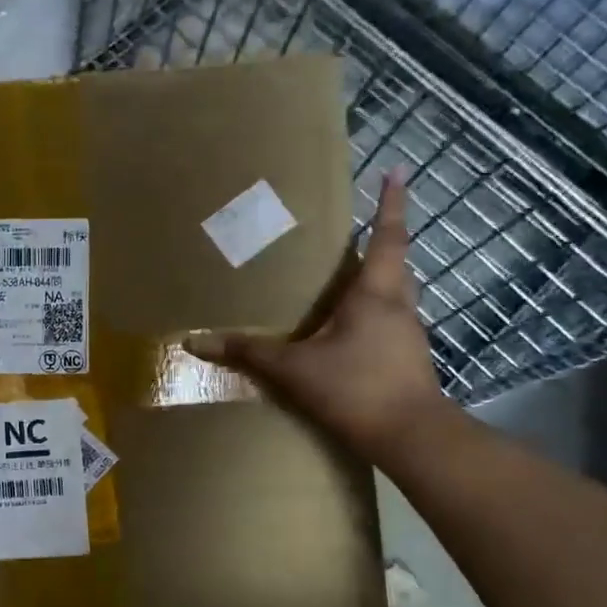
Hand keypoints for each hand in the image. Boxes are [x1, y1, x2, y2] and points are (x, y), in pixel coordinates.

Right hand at [187, 168, 450, 460]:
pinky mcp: (408, 359)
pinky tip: (351, 329)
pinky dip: (375, 313)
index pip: (387, 238)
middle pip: (396, 263)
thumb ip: (248, 352)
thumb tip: (195, 341)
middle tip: (361, 228)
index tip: (397, 170)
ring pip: (397, 293)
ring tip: (350, 276)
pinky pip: (392, 322)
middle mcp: (399, 306)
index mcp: (375, 294)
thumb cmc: (356, 388)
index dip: (391, 204)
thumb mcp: (294, 369)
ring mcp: (409, 334)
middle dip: (384, 240)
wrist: (411, 437)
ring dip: (380, 278)